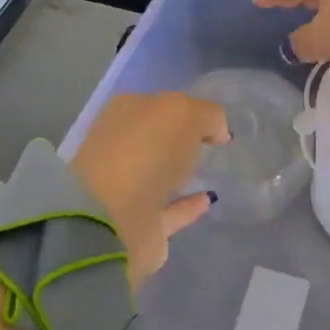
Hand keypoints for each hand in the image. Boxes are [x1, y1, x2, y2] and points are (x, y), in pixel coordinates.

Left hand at [69, 92, 229, 287]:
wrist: (112, 219)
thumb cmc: (146, 151)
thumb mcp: (185, 113)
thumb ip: (207, 115)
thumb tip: (216, 130)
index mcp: (123, 113)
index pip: (157, 105)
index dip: (184, 109)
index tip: (212, 122)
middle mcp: (120, 147)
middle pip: (154, 139)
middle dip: (177, 140)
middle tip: (210, 145)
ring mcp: (124, 188)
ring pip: (157, 175)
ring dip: (179, 174)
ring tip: (211, 171)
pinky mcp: (135, 225)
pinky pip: (167, 210)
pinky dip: (186, 206)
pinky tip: (209, 199)